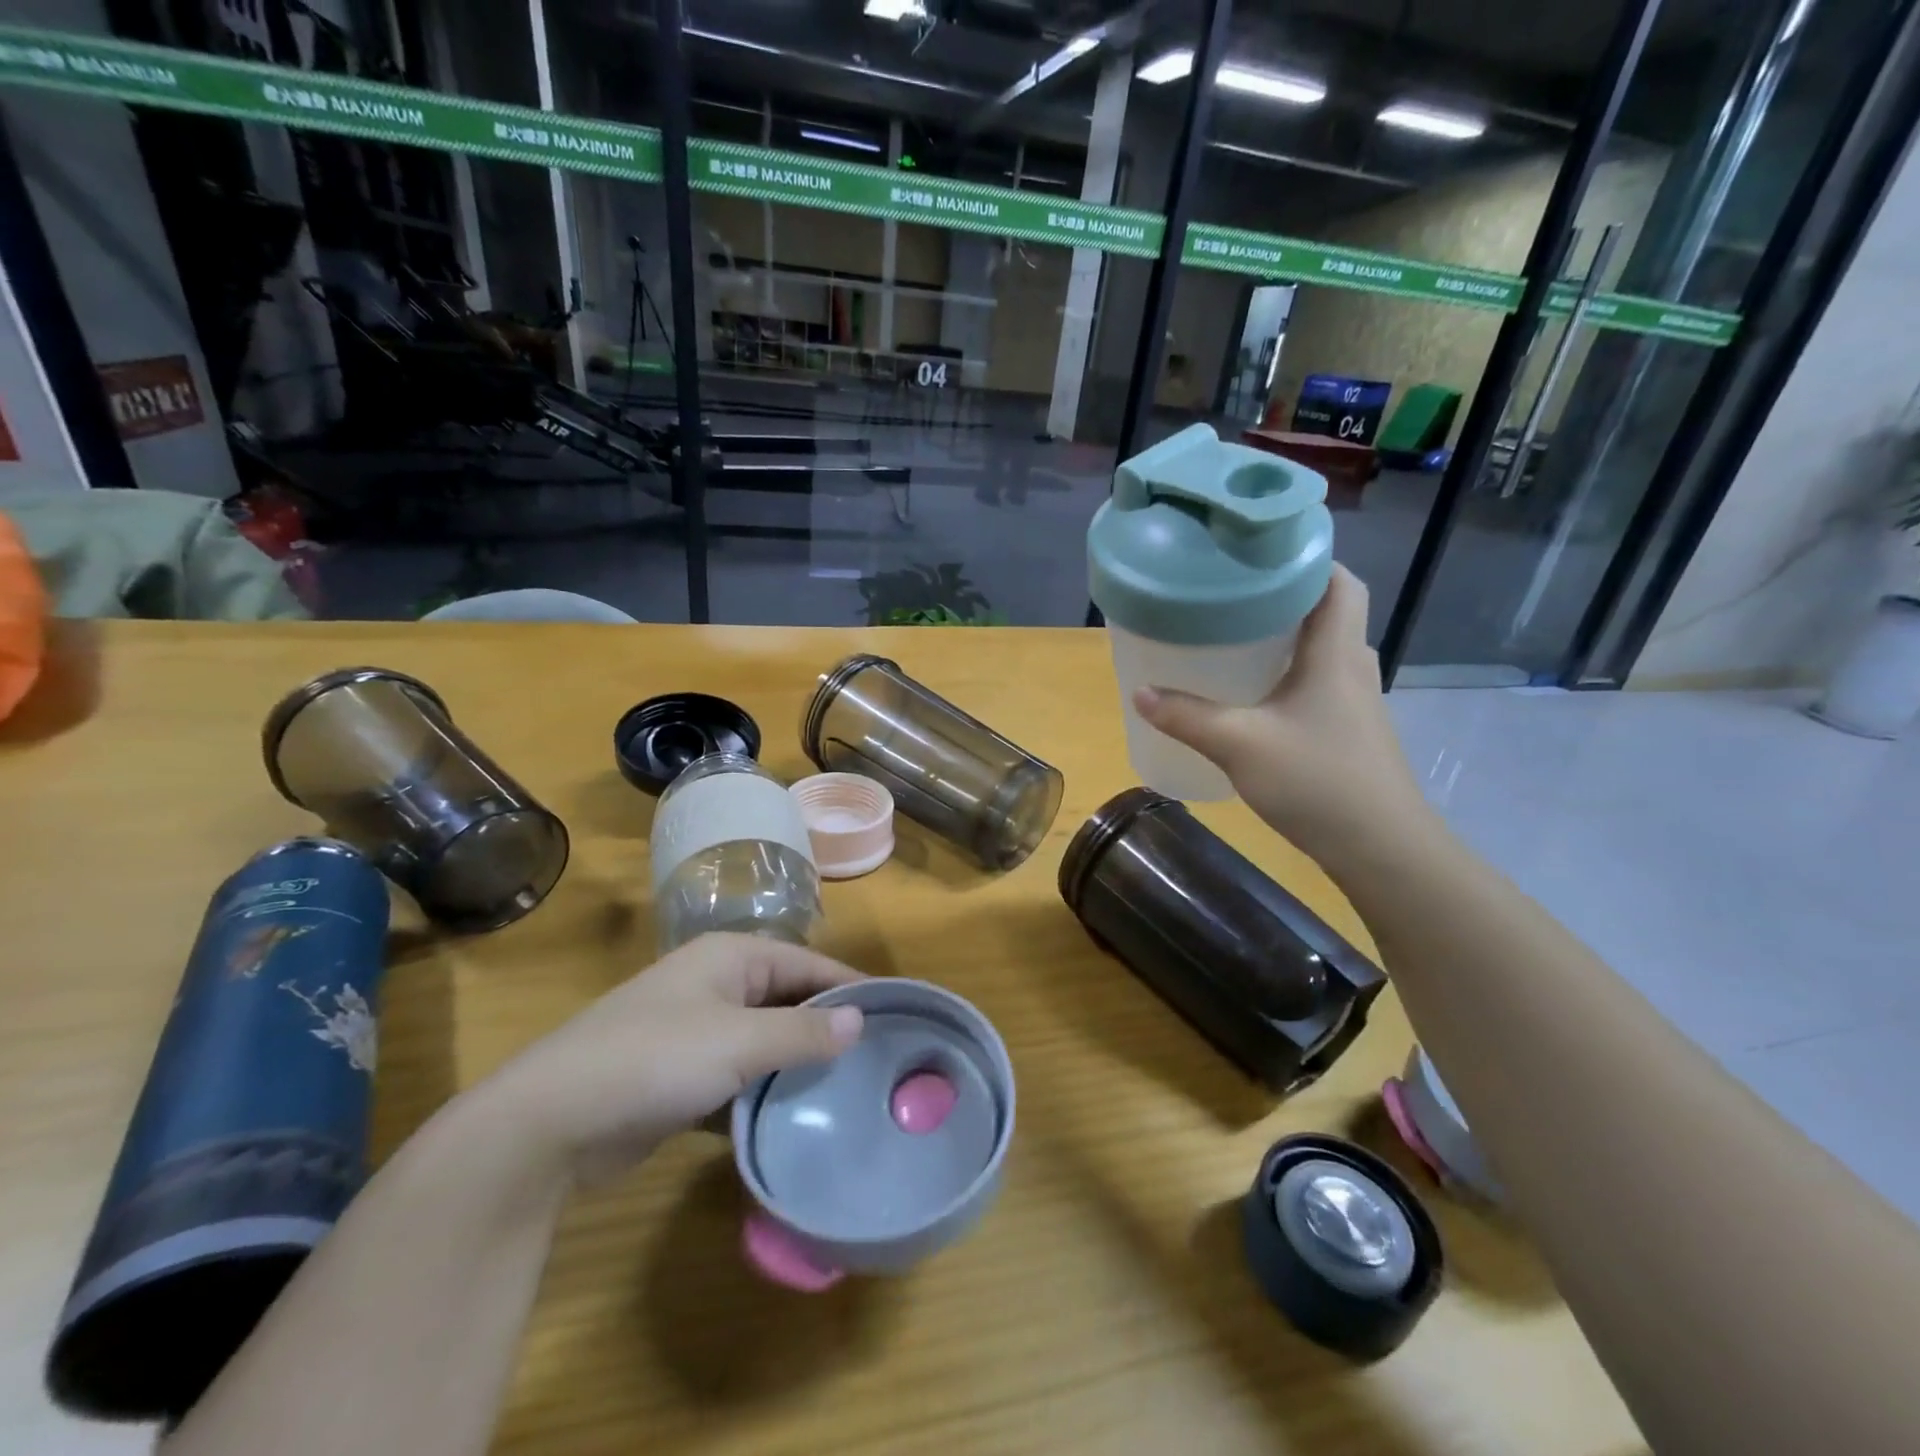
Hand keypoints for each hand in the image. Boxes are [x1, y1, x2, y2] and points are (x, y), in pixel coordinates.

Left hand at [476, 934, 864, 1185]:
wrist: (548, 1122)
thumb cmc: (654, 1059)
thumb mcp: (738, 1043)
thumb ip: (803, 1034)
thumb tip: (861, 1020)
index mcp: (731, 958)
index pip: (808, 965)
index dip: (850, 988)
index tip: (895, 1015)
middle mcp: (717, 985)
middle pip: (788, 1001)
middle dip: (826, 1029)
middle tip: (877, 1061)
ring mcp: (696, 1031)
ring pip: (764, 1042)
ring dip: (796, 1065)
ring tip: (848, 1092)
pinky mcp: (680, 1077)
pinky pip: (738, 1076)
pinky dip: (763, 1092)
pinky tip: (793, 1118)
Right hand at [1132, 565, 1433, 867]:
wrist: (1381, 847)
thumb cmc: (1318, 781)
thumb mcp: (1241, 745)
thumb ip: (1187, 716)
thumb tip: (1139, 691)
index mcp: (1335, 653)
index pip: (1338, 582)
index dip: (1307, 558)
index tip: (1260, 552)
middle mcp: (1351, 667)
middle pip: (1327, 611)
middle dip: (1282, 596)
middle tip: (1230, 594)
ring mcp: (1354, 701)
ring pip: (1321, 649)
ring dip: (1285, 636)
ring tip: (1233, 636)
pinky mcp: (1348, 730)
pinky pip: (1317, 681)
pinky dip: (1287, 673)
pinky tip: (1253, 695)